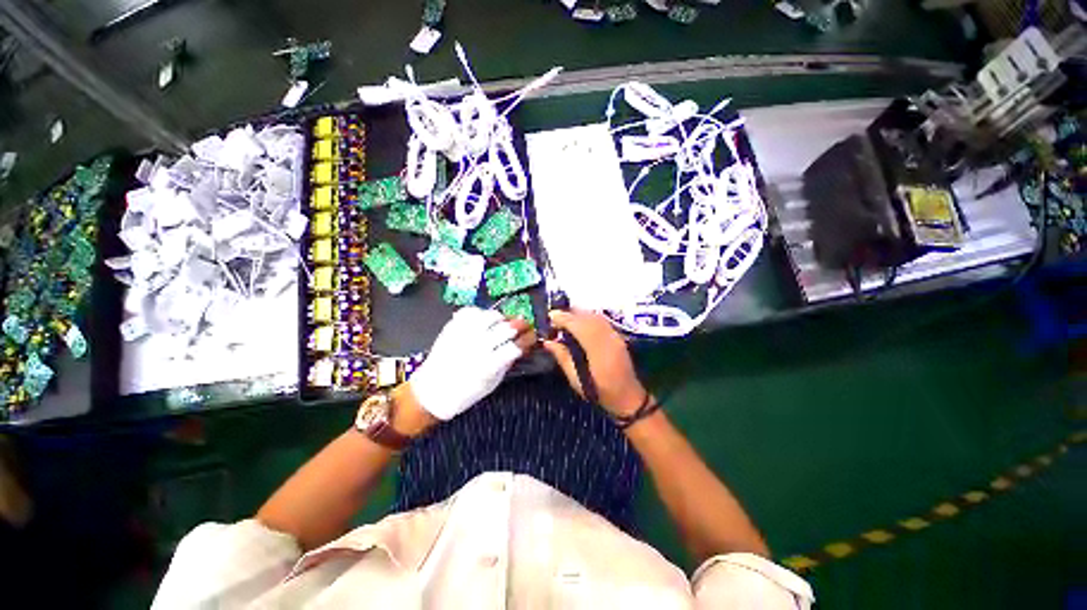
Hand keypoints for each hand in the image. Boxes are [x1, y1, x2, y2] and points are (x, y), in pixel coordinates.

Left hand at [408, 307, 534, 420]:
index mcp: (488, 366)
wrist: (431, 391)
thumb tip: (520, 346)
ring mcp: (463, 335)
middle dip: (521, 325)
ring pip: (490, 316)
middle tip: (525, 325)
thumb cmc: (465, 393)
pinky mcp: (451, 328)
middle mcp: (476, 347)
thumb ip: (506, 363)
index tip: (532, 337)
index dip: (528, 339)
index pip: (515, 346)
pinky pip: (471, 311)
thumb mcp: (492, 384)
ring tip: (503, 323)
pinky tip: (484, 320)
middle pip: (506, 328)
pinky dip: (481, 313)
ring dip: (502, 318)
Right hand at [542, 309, 648, 417]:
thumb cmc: (600, 392)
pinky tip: (580, 321)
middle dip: (570, 313)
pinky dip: (589, 316)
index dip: (564, 319)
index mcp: (597, 351)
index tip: (550, 316)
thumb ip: (562, 358)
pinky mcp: (618, 336)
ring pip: (595, 316)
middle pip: (587, 318)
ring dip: (579, 313)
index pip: (579, 326)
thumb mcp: (577, 380)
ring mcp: (615, 336)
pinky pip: (602, 320)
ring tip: (565, 317)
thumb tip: (547, 342)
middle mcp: (608, 339)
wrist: (628, 397)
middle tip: (555, 316)